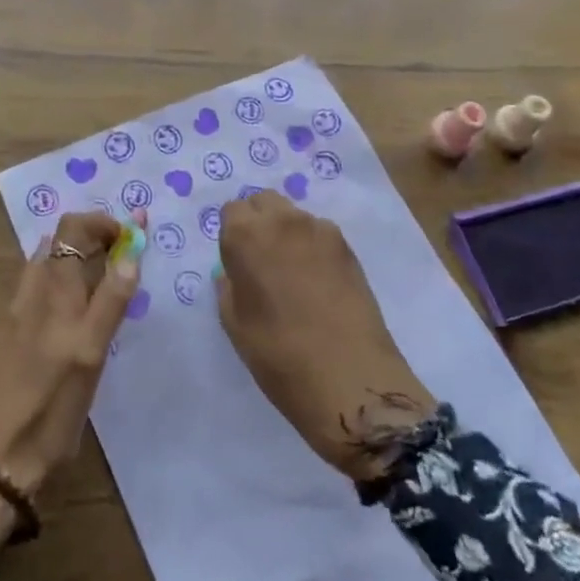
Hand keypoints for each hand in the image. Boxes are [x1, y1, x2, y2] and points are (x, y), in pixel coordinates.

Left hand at [0, 209, 143, 553]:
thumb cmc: (50, 411)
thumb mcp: (90, 356)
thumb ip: (111, 301)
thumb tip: (130, 253)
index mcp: (55, 292)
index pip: (73, 228)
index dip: (103, 222)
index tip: (132, 237)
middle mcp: (32, 292)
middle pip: (58, 240)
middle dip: (92, 236)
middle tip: (122, 257)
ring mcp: (15, 312)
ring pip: (45, 263)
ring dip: (75, 256)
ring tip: (103, 280)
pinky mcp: (7, 334)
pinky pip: (36, 287)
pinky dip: (59, 280)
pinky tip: (72, 311)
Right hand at [216, 191, 434, 482]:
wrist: (350, 378)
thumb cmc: (279, 355)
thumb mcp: (235, 324)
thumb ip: (229, 287)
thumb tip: (234, 273)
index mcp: (246, 235)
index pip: (231, 211)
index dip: (232, 235)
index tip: (237, 263)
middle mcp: (283, 221)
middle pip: (264, 202)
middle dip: (258, 222)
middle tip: (261, 262)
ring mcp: (321, 231)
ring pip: (294, 216)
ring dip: (287, 233)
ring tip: (293, 273)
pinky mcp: (349, 248)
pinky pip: (320, 234)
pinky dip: (313, 247)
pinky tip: (318, 282)